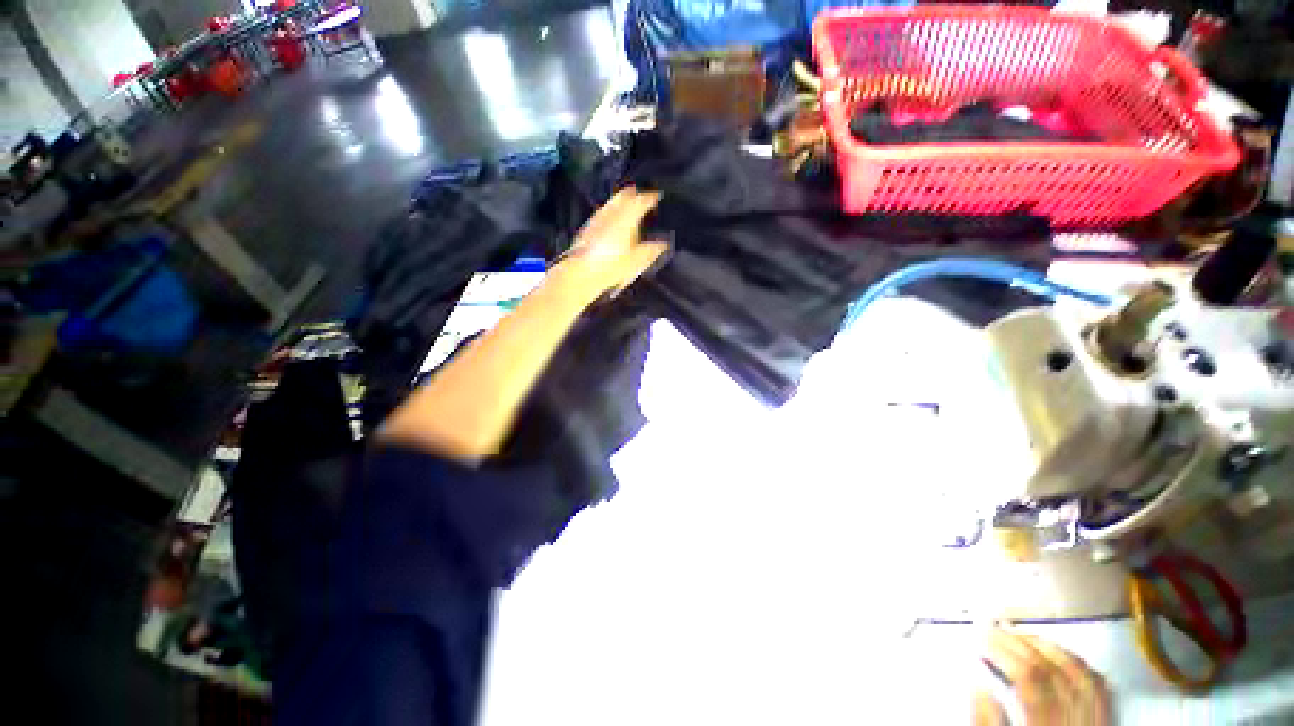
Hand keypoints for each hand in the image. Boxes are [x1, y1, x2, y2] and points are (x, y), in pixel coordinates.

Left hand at [551, 187, 668, 297]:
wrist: (583, 273)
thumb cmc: (611, 266)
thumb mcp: (638, 260)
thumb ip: (652, 250)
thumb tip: (662, 245)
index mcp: (627, 217)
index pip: (642, 200)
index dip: (651, 197)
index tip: (657, 196)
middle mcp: (611, 213)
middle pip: (623, 195)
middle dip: (633, 193)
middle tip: (641, 195)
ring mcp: (597, 219)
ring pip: (611, 203)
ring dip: (620, 202)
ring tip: (628, 207)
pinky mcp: (587, 229)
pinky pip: (601, 214)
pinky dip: (610, 214)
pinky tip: (611, 222)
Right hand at [974, 627, 1112, 725]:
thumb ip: (989, 723)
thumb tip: (977, 687)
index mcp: (1046, 724)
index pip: (1029, 677)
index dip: (1004, 651)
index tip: (981, 636)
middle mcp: (1075, 717)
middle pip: (1052, 669)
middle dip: (1019, 642)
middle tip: (994, 627)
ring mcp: (1096, 718)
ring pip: (1077, 671)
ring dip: (1047, 646)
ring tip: (1023, 634)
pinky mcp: (1108, 719)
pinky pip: (1098, 685)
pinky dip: (1077, 663)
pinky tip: (1063, 654)